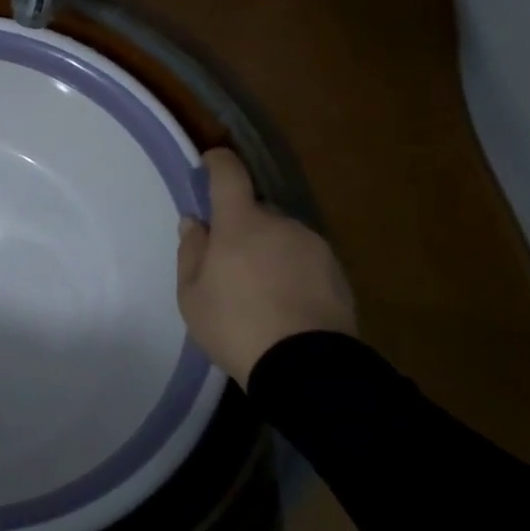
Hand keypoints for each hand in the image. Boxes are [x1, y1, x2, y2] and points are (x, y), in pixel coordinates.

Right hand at [176, 148, 356, 385]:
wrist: (307, 368)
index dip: (218, 163)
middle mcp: (281, 224)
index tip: (209, 162)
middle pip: (256, 211)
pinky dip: (291, 270)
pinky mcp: (338, 273)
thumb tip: (195, 223)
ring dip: (268, 250)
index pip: (229, 175)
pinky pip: (305, 259)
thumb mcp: (192, 295)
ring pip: (282, 236)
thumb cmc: (235, 325)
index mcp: (241, 223)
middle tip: (228, 261)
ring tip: (258, 289)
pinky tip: (284, 302)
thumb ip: (191, 252)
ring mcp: (314, 247)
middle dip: (241, 226)